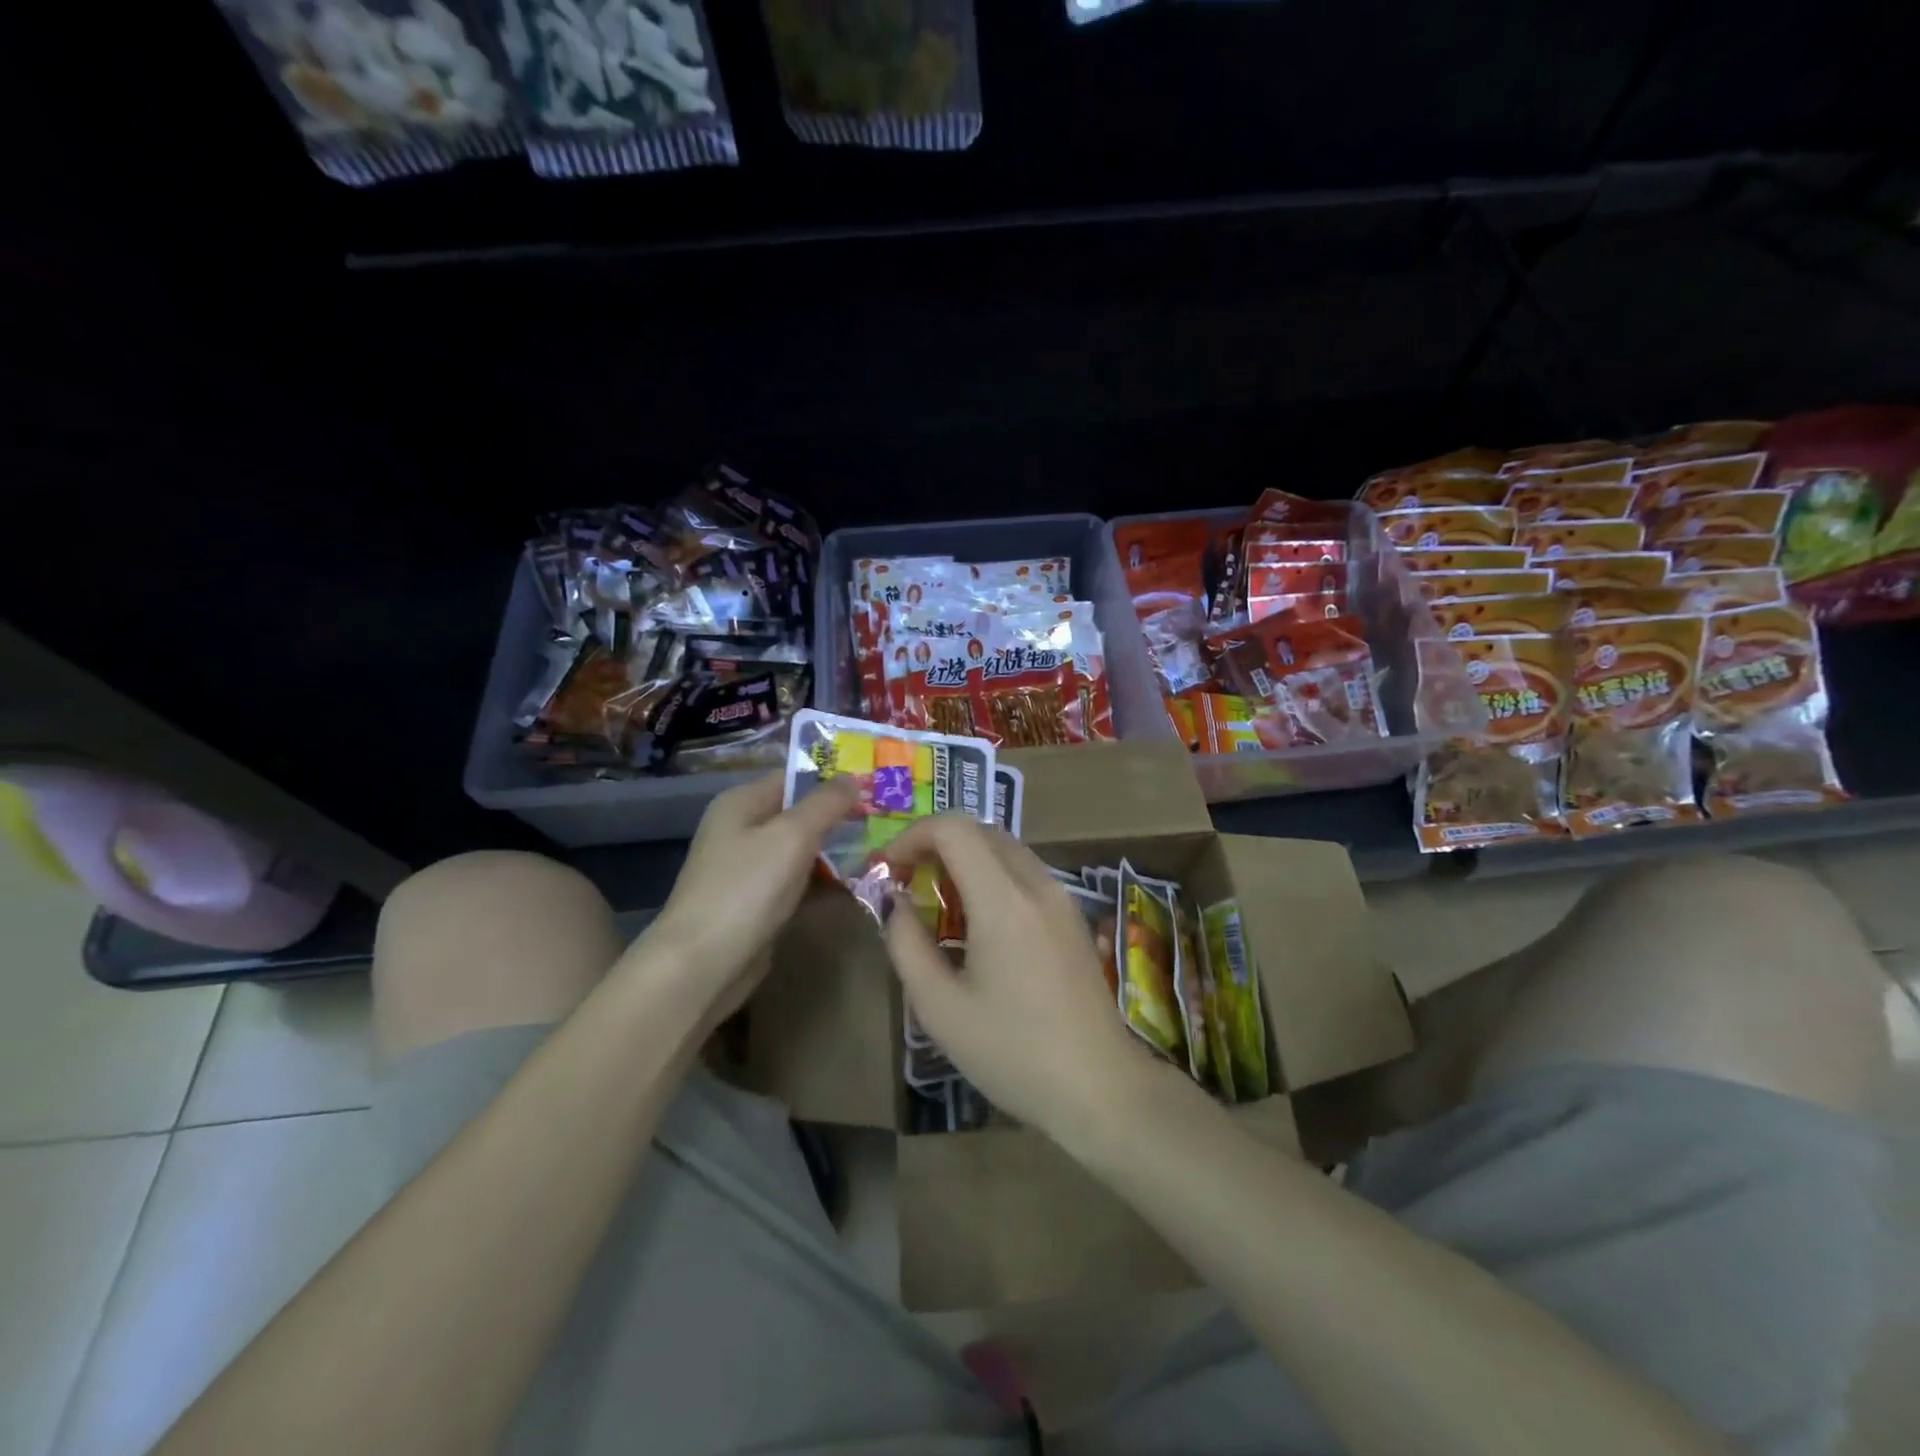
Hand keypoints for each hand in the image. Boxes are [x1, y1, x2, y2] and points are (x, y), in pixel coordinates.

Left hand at [641, 771, 860, 1017]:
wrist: (702, 965)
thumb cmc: (746, 889)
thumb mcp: (791, 836)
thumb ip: (825, 804)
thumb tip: (853, 777)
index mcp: (741, 803)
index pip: (794, 778)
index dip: (833, 780)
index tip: (876, 786)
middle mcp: (742, 830)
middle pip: (800, 814)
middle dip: (840, 818)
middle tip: (886, 821)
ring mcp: (749, 869)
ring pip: (802, 851)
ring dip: (836, 852)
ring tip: (881, 852)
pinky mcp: (758, 903)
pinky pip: (798, 882)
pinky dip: (823, 882)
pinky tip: (856, 886)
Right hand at [880, 815, 1170, 1141]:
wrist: (1098, 1087)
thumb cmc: (1012, 1052)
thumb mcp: (939, 1007)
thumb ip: (906, 944)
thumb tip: (895, 903)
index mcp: (1003, 900)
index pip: (954, 829)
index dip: (912, 835)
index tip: (887, 869)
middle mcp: (1037, 884)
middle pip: (981, 830)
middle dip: (936, 843)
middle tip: (906, 881)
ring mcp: (1061, 897)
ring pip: (1006, 848)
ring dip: (965, 857)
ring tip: (936, 900)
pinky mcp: (1072, 916)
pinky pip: (1025, 872)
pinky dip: (991, 874)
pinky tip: (977, 919)